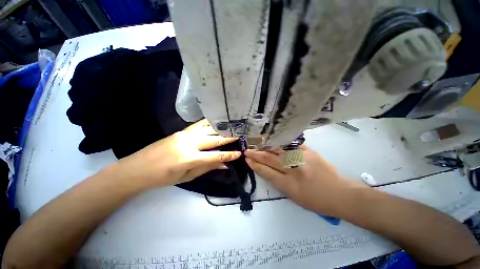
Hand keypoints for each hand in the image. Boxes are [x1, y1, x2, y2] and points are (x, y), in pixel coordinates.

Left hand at [114, 119, 241, 189]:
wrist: (137, 168)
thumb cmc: (162, 178)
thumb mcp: (186, 177)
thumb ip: (206, 168)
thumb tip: (224, 165)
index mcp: (189, 158)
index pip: (215, 156)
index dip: (229, 155)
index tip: (239, 153)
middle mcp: (189, 143)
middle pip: (214, 139)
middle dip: (229, 138)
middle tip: (240, 136)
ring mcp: (184, 134)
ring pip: (208, 129)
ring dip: (221, 129)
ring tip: (232, 128)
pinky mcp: (181, 131)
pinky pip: (199, 125)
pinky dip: (209, 123)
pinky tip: (216, 122)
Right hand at [245, 145, 365, 215]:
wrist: (340, 194)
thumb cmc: (316, 201)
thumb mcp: (294, 197)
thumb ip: (279, 182)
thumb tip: (267, 169)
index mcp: (289, 185)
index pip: (267, 173)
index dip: (256, 166)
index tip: (247, 160)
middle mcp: (294, 170)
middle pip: (270, 160)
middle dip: (257, 155)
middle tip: (247, 150)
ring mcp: (302, 159)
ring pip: (278, 150)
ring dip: (266, 147)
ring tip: (257, 144)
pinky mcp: (309, 151)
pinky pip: (291, 145)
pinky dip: (281, 143)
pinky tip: (273, 140)